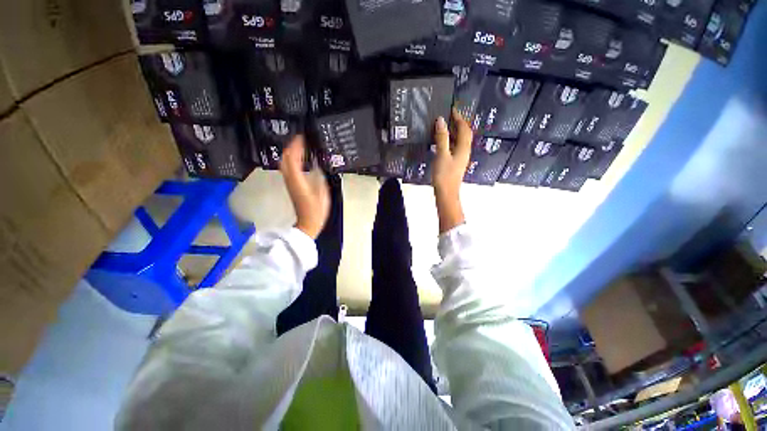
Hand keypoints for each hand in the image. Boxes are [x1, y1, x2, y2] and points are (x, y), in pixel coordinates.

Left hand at [279, 135, 329, 238]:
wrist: (308, 223)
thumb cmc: (317, 210)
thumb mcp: (322, 193)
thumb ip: (319, 177)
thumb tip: (317, 165)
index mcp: (298, 181)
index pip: (292, 159)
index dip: (296, 147)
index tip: (302, 137)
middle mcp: (290, 180)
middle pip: (284, 159)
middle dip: (290, 147)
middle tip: (300, 139)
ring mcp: (289, 183)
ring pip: (284, 164)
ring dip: (290, 153)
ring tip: (300, 146)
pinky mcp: (291, 186)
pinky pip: (288, 169)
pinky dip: (292, 161)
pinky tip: (300, 159)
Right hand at [432, 109, 472, 233]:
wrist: (446, 193)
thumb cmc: (444, 175)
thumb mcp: (442, 155)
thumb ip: (442, 138)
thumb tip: (441, 120)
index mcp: (463, 148)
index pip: (464, 129)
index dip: (459, 118)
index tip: (452, 110)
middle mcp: (465, 152)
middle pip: (464, 134)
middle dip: (458, 124)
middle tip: (448, 117)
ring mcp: (461, 158)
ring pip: (460, 141)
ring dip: (454, 132)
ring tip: (445, 127)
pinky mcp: (455, 164)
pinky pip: (455, 148)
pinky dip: (450, 141)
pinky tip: (443, 143)